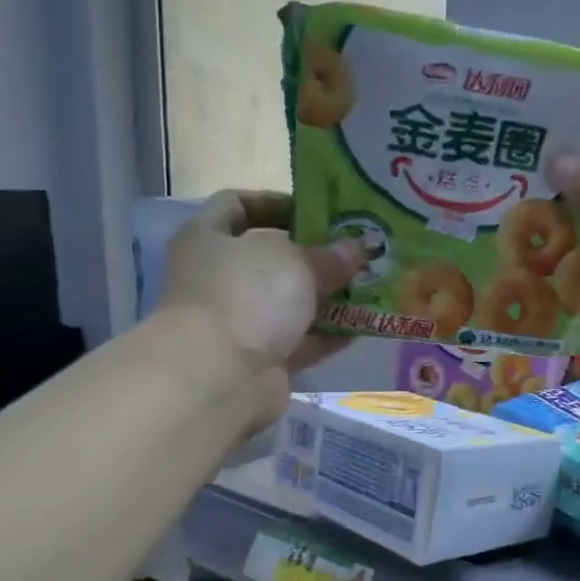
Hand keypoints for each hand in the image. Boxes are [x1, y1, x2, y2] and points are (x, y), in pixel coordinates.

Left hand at [158, 191, 361, 402]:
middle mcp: (219, 278)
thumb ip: (329, 254)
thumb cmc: (247, 296)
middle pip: (270, 258)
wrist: (220, 377)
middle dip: (314, 255)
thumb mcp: (295, 262)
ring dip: (327, 297)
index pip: (237, 205)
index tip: (318, 210)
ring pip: (289, 303)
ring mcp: (239, 322)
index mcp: (209, 238)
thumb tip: (358, 248)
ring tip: (370, 286)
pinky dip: (328, 335)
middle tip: (356, 251)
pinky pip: (301, 341)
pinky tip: (363, 326)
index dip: (276, 203)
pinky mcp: (260, 360)